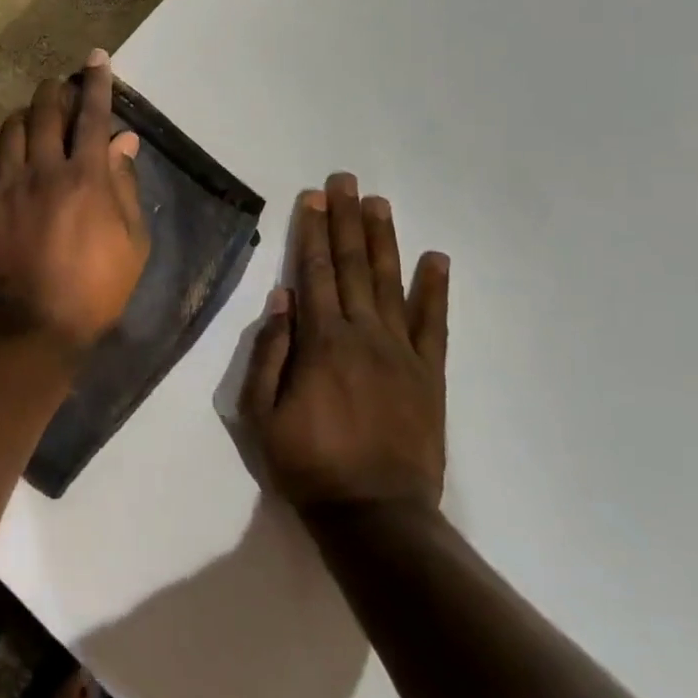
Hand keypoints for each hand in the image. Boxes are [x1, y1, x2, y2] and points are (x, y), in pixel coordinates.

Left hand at [0, 50, 148, 352]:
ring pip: (10, 130)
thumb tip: (124, 142)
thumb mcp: (132, 244)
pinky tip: (1, 156)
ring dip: (24, 117)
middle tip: (58, 87)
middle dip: (54, 92)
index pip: (93, 117)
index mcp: (86, 176)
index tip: (97, 58)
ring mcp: (7, 184)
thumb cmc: (94, 290)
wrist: (31, 326)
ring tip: (31, 120)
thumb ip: (126, 187)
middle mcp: (44, 169)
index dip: (97, 84)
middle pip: (45, 112)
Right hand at [242, 174, 449, 509]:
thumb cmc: (307, 465)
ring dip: (383, 240)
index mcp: (321, 341)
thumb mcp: (260, 414)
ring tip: (379, 203)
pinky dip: (435, 289)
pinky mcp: (429, 375)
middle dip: (345, 220)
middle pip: (351, 265)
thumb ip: (269, 353)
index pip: (314, 272)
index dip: (312, 231)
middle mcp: (363, 334)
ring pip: (389, 283)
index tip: (313, 197)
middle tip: (345, 181)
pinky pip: (434, 324)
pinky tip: (436, 258)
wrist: (377, 517)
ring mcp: (401, 352)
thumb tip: (282, 298)